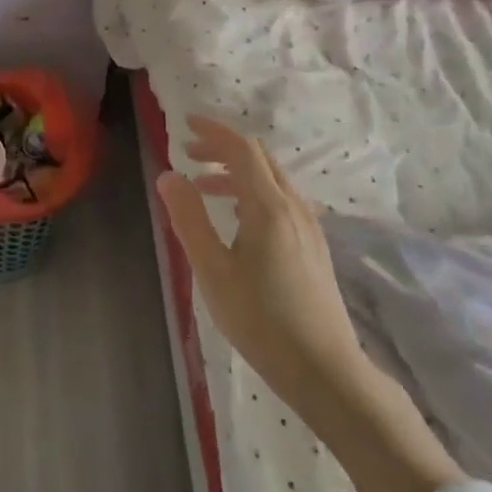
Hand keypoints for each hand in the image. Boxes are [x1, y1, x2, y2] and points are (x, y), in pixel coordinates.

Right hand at [156, 115, 463, 491]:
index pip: (241, 149)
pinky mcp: (313, 246)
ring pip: (271, 179)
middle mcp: (294, 207)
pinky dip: (252, 191)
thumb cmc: (260, 319)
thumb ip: (189, 218)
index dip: (213, 131)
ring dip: (237, 171)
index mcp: (269, 206)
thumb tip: (168, 176)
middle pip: (259, 158)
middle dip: (223, 148)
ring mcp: (309, 227)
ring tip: (203, 185)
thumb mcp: (212, 270)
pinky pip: (280, 200)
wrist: (324, 368)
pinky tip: (236, 217)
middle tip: (189, 153)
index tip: (184, 123)